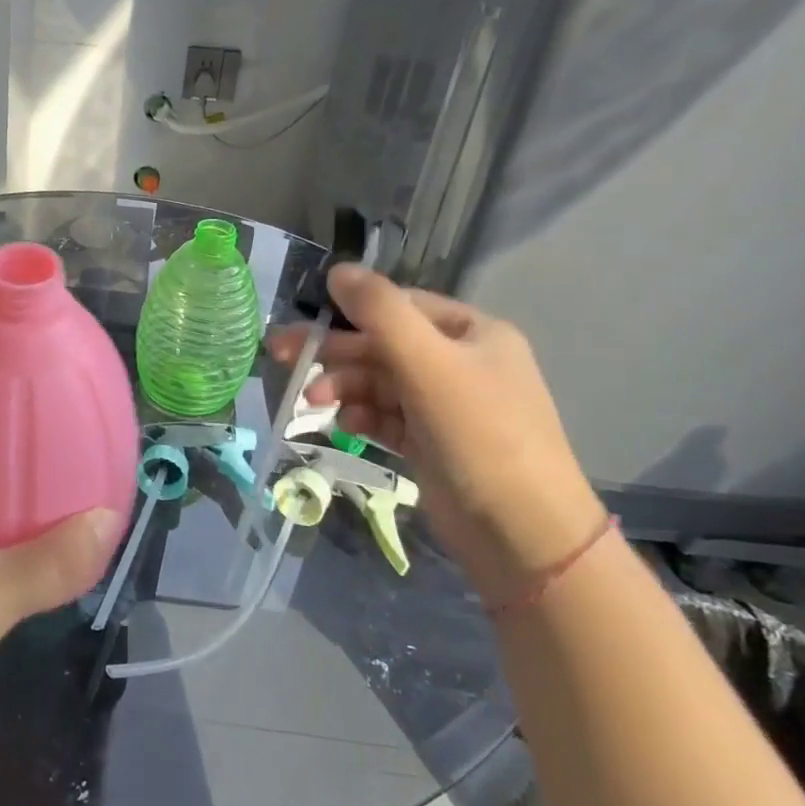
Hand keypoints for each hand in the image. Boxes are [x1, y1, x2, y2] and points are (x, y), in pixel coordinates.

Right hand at [270, 265, 603, 602]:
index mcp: (471, 333)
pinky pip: (386, 416)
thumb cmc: (479, 435)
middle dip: (335, 353)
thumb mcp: (428, 362)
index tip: (305, 321)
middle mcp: (460, 363)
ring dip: (344, 387)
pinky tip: (344, 424)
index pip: (399, 306)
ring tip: (313, 402)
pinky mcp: (432, 443)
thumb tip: (337, 270)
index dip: (350, 311)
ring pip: (380, 382)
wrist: (523, 535)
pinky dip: (362, 416)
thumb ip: (380, 311)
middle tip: (281, 356)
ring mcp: (446, 406)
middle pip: (383, 345)